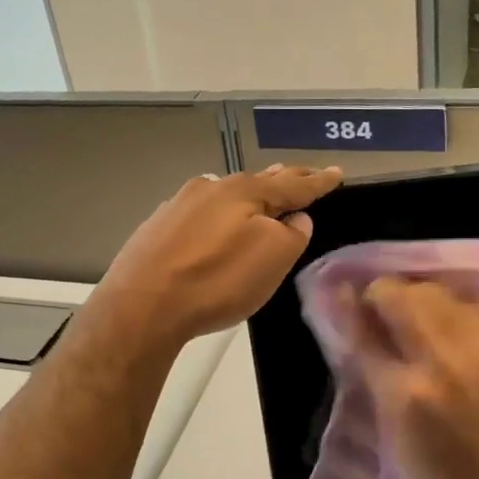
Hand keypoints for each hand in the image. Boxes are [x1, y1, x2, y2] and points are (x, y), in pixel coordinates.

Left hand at [93, 165, 343, 349]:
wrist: (142, 305)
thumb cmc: (217, 281)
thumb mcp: (272, 259)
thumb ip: (292, 234)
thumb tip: (295, 218)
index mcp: (244, 191)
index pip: (293, 184)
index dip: (318, 182)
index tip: (337, 174)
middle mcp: (211, 188)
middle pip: (257, 182)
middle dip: (283, 179)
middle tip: (304, 175)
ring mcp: (179, 206)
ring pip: (226, 194)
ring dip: (249, 194)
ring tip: (264, 193)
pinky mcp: (157, 228)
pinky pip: (200, 212)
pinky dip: (219, 214)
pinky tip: (215, 221)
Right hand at [348, 277, 478, 478]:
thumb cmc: (441, 473)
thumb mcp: (393, 429)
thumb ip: (373, 370)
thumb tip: (355, 324)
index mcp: (405, 393)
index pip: (367, 332)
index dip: (353, 308)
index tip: (345, 294)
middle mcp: (442, 362)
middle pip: (403, 298)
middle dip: (384, 292)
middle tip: (378, 306)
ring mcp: (478, 349)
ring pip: (436, 293)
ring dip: (415, 294)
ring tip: (410, 311)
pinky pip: (466, 306)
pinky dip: (447, 306)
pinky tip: (443, 321)